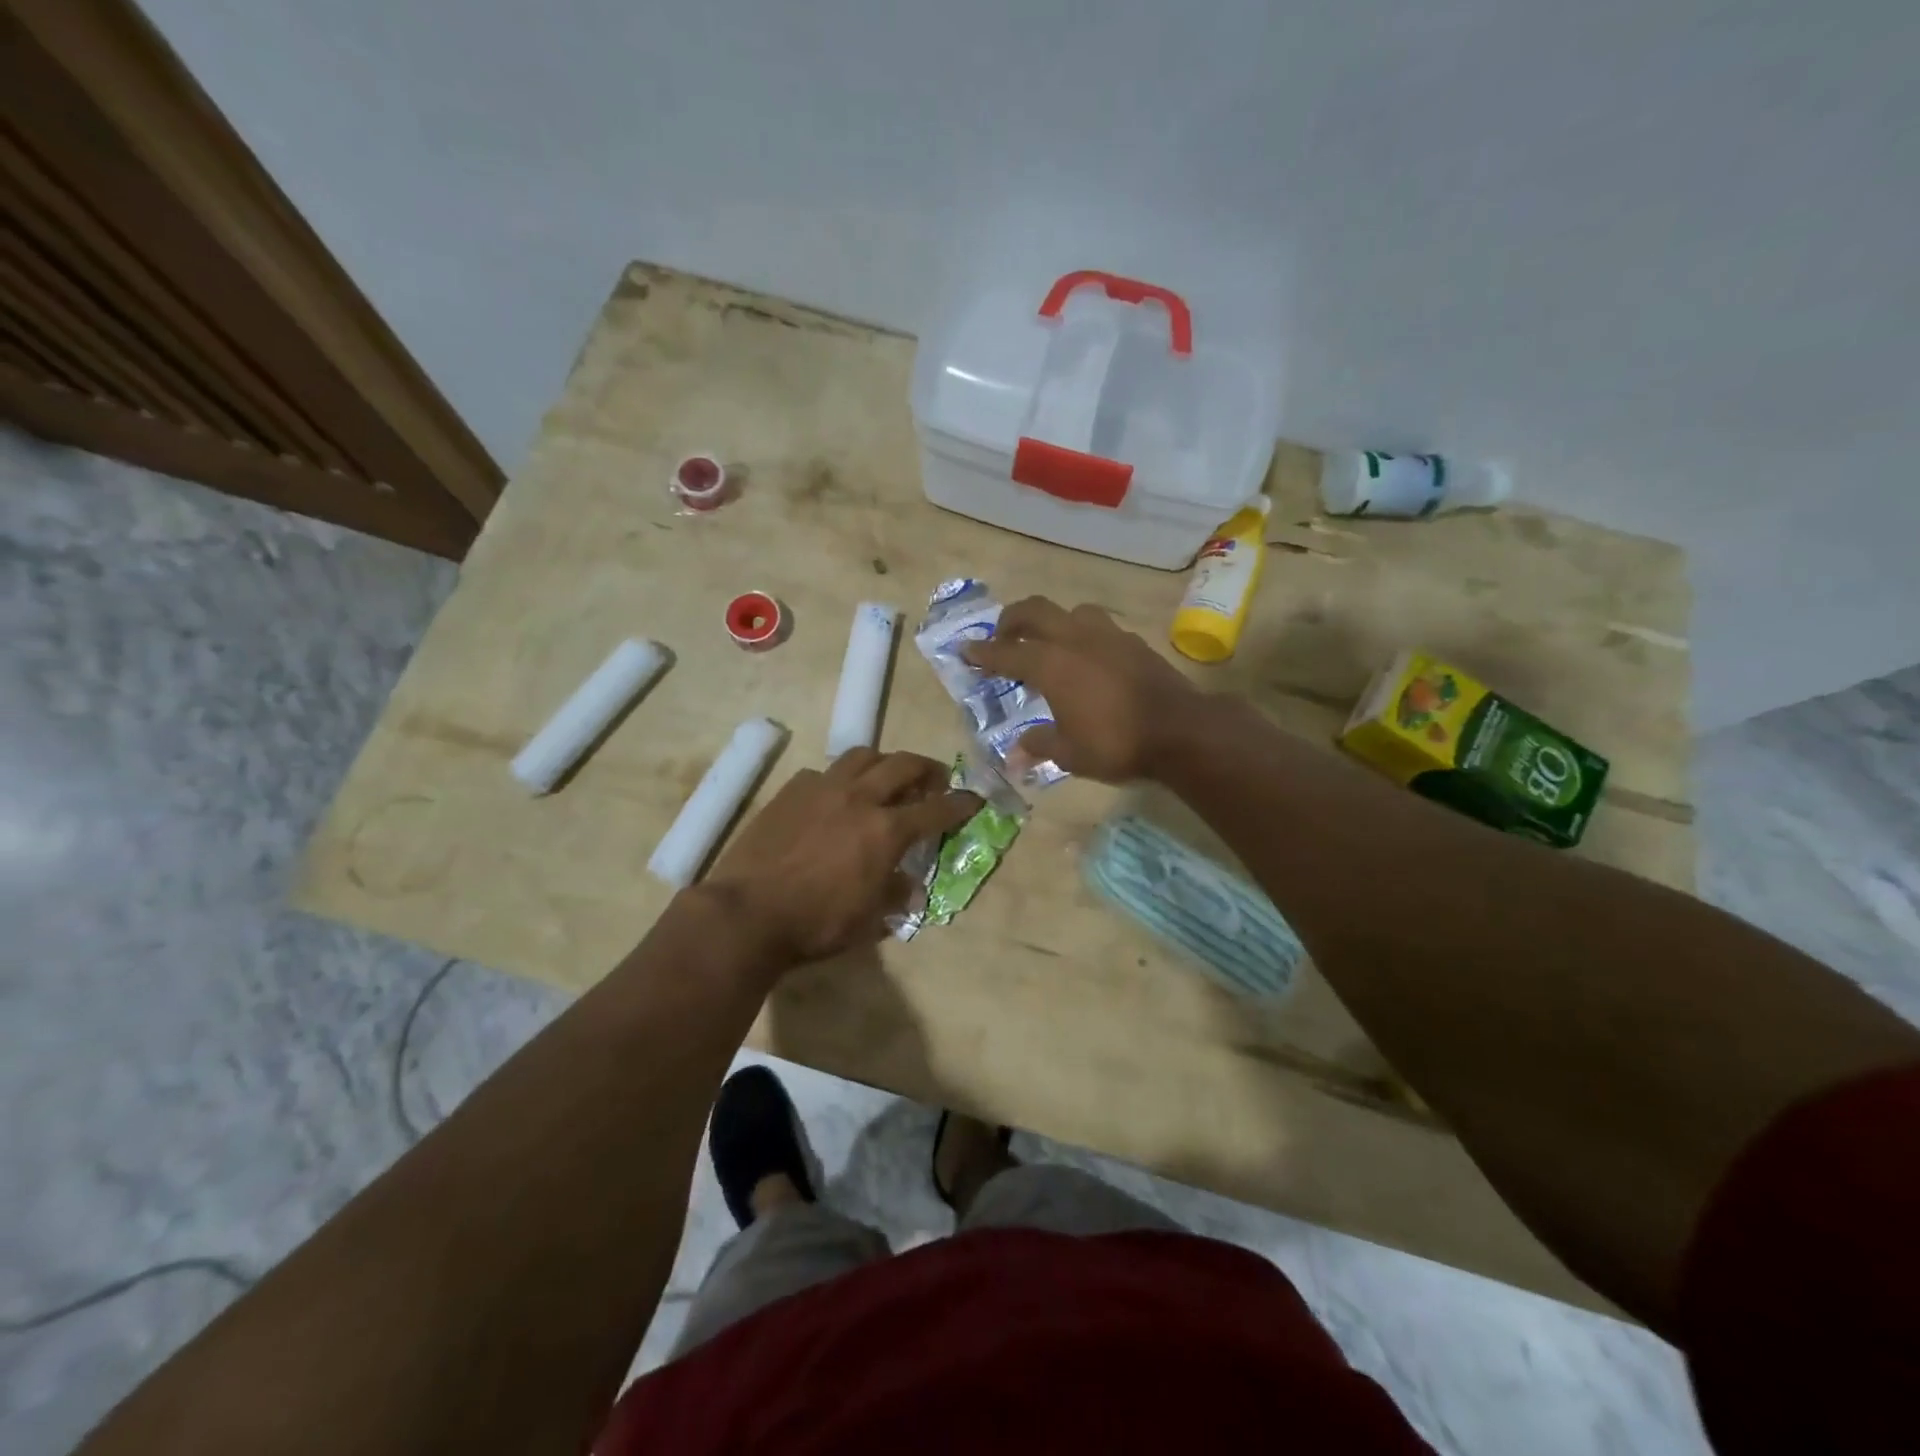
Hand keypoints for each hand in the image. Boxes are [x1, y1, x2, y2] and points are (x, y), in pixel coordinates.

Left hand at [701, 748, 980, 965]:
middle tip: (934, 779)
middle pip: (903, 764)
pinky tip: (833, 798)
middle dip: (927, 768)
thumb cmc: (815, 924)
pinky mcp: (791, 791)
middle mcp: (860, 798)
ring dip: (883, 763)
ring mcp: (822, 789)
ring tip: (885, 777)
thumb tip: (909, 887)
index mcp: (886, 830)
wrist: (747, 913)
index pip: (936, 809)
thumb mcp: (867, 921)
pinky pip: (823, 772)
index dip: (961, 803)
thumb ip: (894, 896)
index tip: (974, 799)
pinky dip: (839, 779)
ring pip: (863, 755)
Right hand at [961, 598, 1205, 782]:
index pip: (1007, 652)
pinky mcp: (1133, 641)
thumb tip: (1016, 753)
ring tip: (1048, 642)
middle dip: (1011, 620)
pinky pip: (1098, 626)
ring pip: (1070, 612)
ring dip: (1051, 621)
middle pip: (1035, 611)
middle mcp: (1075, 639)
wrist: (1180, 730)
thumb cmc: (1115, 744)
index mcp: (1051, 664)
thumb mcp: (1070, 754)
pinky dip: (1081, 634)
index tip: (965, 650)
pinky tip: (1087, 656)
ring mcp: (1107, 636)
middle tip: (1002, 636)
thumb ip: (1040, 745)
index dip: (983, 652)